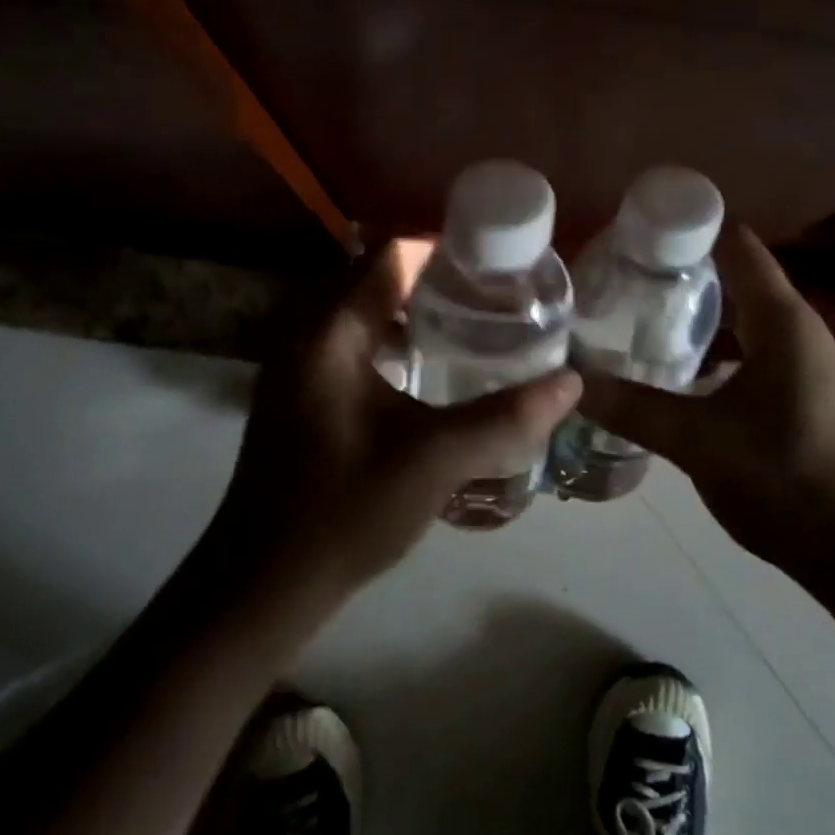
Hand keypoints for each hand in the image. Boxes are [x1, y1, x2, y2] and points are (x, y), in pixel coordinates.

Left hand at [208, 244, 582, 599]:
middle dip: (436, 277)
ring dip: (412, 305)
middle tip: (493, 296)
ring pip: (362, 305)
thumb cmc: (345, 512)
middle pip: (377, 273)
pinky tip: (426, 365)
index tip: (498, 268)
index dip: (448, 251)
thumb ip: (506, 419)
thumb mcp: (435, 462)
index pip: (393, 254)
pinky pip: (349, 334)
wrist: (263, 583)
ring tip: (471, 323)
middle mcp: (306, 329)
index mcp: (331, 330)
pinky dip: (389, 333)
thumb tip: (571, 382)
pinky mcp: (297, 385)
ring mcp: (295, 358)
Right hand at [575, 226, 834, 580]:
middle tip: (616, 270)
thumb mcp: (699, 440)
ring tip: (633, 310)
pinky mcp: (796, 394)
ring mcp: (799, 362)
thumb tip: (571, 380)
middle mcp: (794, 328)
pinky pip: (745, 349)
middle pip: (734, 275)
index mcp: (781, 319)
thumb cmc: (787, 477)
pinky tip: (671, 366)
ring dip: (693, 310)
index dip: (688, 225)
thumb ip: (632, 407)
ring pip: (739, 316)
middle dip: (679, 268)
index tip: (632, 225)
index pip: (735, 244)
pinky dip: (710, 346)